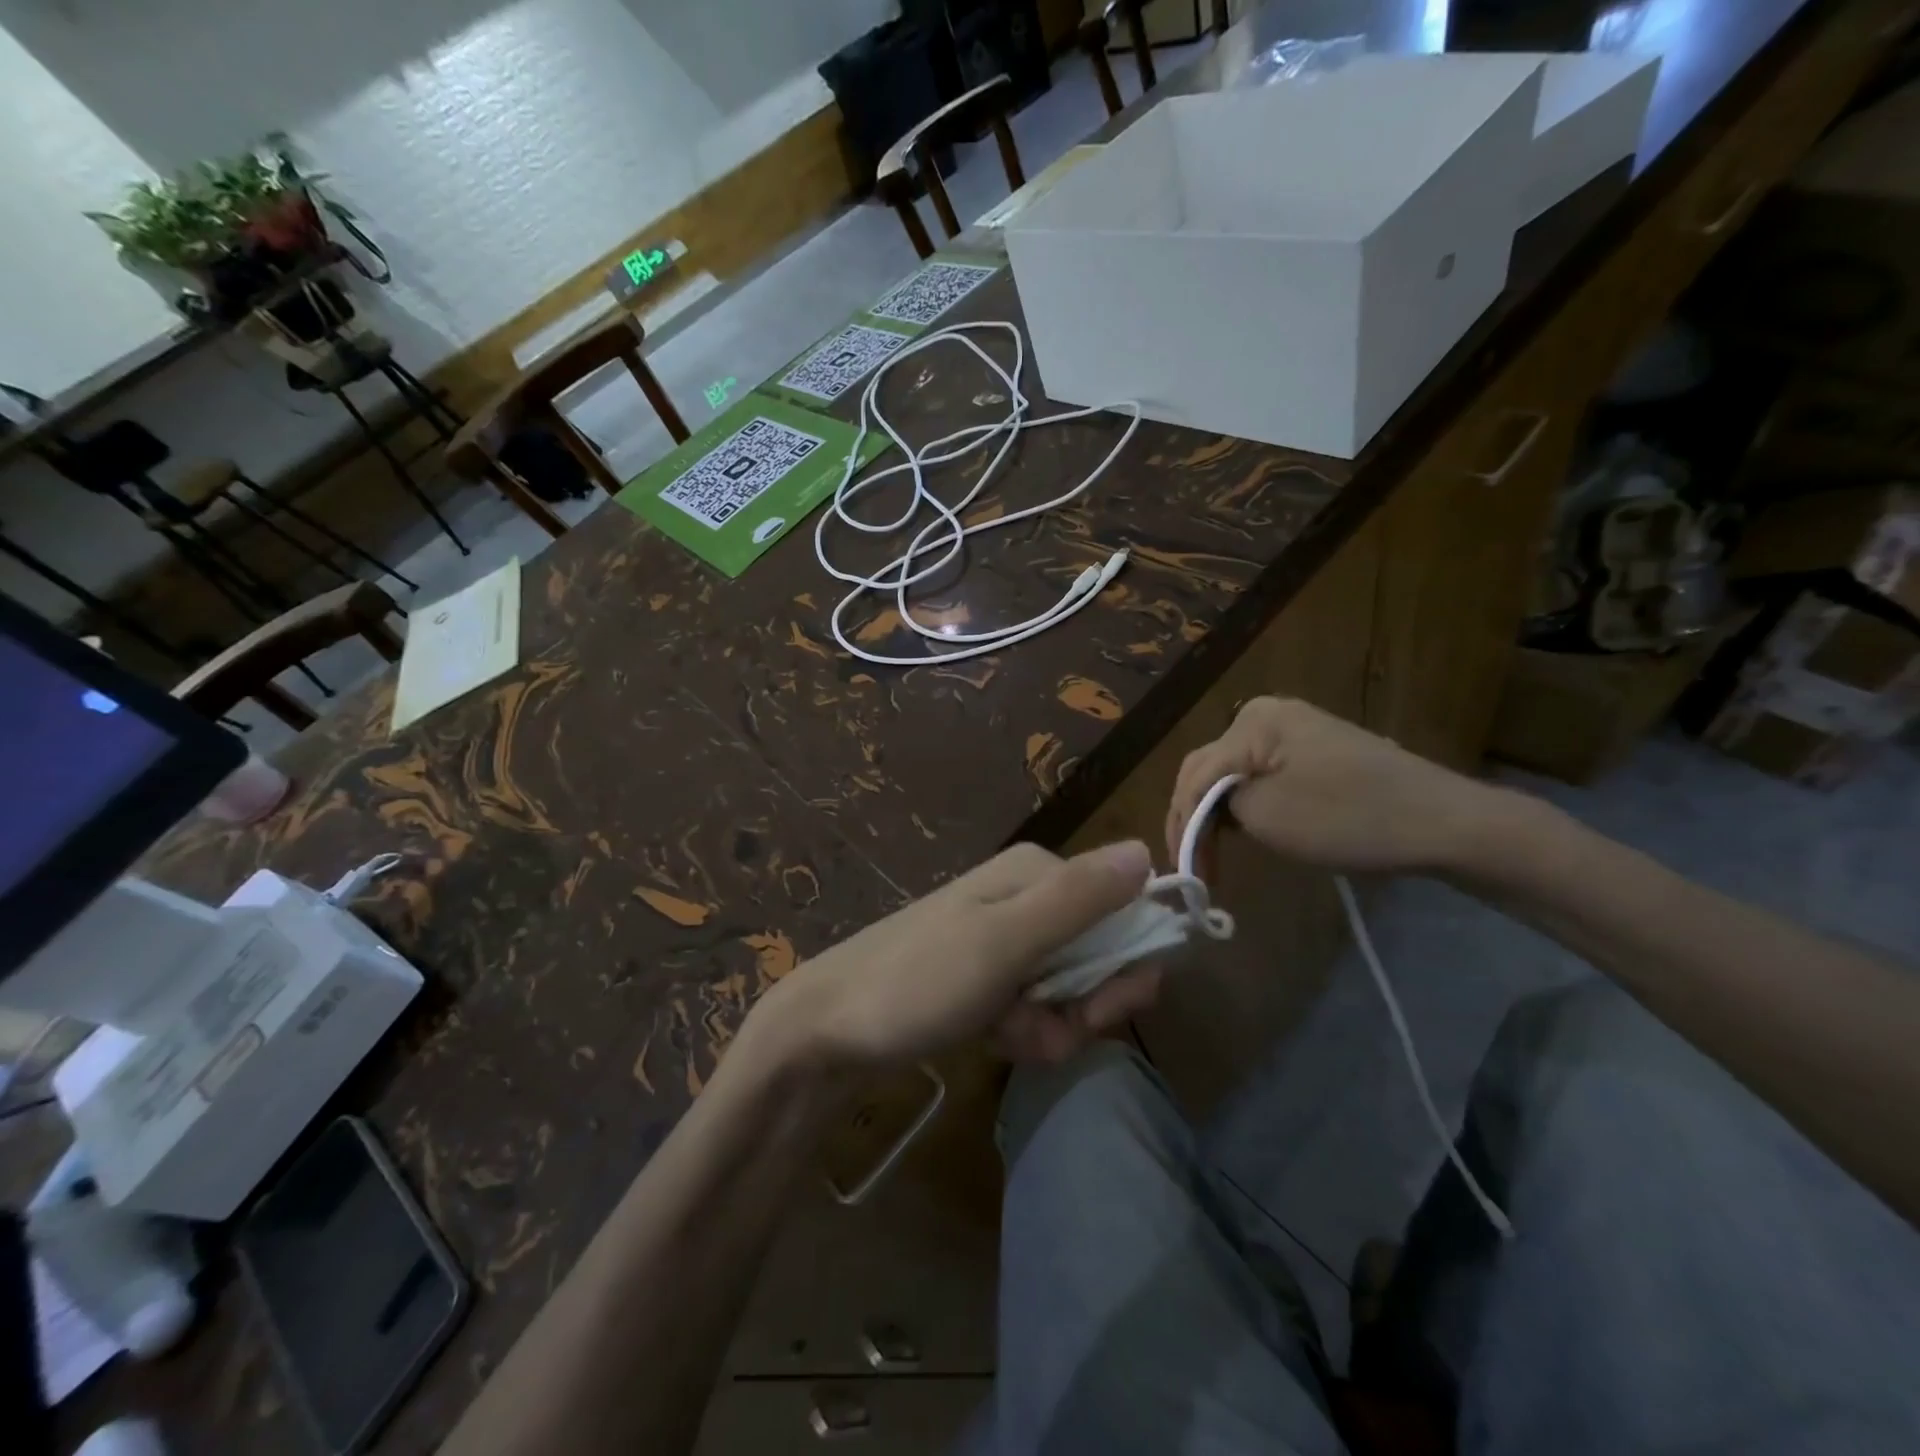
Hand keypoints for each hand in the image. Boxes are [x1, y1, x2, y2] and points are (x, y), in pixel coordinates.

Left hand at [745, 841, 1161, 1070]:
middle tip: (1043, 1025)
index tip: (1096, 1010)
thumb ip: (1078, 899)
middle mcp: (1028, 897)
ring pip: (1072, 990)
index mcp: (1037, 873)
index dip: (1124, 969)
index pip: (1126, 913)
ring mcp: (1007, 938)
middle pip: (1101, 955)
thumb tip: (1147, 848)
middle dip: (1082, 1005)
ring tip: (1005, 1034)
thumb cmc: (917, 981)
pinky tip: (995, 1040)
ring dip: (1052, 1026)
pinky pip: (1038, 1006)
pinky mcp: (991, 975)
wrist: (828, 1029)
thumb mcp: (1005, 941)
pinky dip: (1027, 1032)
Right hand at [1166, 697, 1503, 875]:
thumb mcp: (1266, 816)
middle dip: (1195, 818)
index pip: (1194, 775)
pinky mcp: (1314, 751)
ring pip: (1233, 775)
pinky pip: (1261, 776)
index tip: (1180, 872)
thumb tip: (1205, 807)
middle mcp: (1266, 715)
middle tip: (1192, 866)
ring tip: (1211, 856)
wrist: (1443, 823)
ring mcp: (1294, 731)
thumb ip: (1216, 805)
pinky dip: (1246, 807)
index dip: (1180, 824)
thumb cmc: (1348, 818)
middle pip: (1209, 770)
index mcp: (1252, 721)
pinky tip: (1241, 833)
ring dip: (1217, 815)